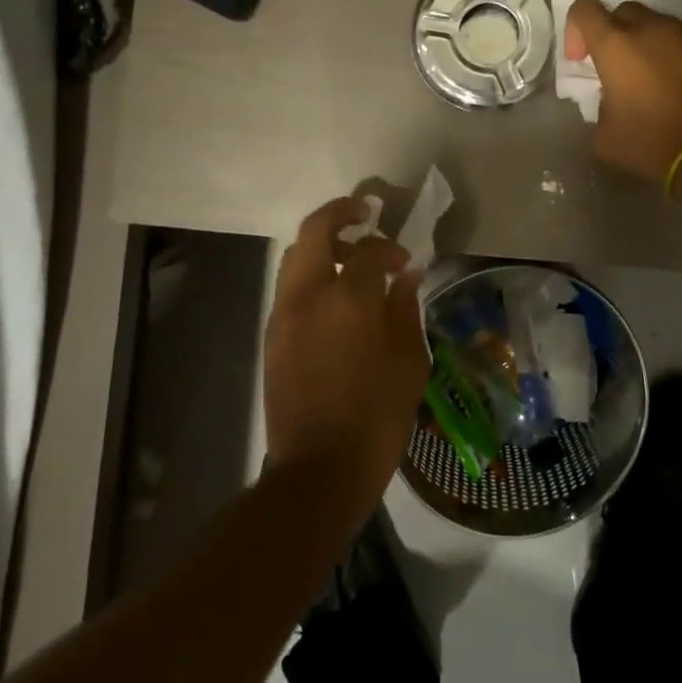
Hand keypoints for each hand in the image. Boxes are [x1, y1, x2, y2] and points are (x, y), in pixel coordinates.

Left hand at [263, 197, 428, 520]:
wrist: (318, 470)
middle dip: (340, 212)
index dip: (390, 248)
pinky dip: (310, 274)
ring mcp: (284, 314)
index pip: (369, 249)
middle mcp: (309, 294)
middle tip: (364, 212)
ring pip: (295, 255)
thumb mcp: (408, 361)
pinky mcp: (273, 335)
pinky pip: (290, 286)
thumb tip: (405, 276)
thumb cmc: (376, 417)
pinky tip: (335, 299)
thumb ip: (405, 309)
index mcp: (348, 298)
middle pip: (314, 230)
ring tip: (350, 259)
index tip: (405, 263)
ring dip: (322, 245)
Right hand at [565, 0, 681, 184]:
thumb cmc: (652, 144)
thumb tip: (610, 98)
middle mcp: (648, 28)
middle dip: (614, 35)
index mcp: (615, 46)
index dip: (576, 30)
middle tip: (617, 67)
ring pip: (656, 19)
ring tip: (653, 69)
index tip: (581, 60)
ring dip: (647, 38)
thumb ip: (599, 106)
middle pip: (621, 12)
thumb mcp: (605, 136)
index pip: (584, 9)